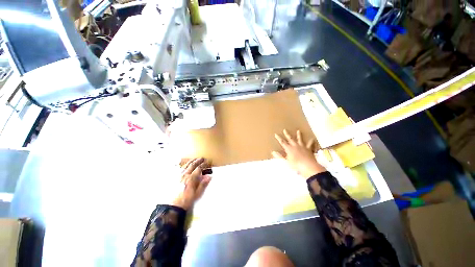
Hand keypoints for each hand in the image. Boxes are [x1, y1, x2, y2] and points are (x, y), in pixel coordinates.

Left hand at [172, 158, 211, 209]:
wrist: (172, 206)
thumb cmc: (186, 200)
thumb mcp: (197, 194)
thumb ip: (203, 184)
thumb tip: (209, 177)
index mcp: (191, 178)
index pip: (199, 168)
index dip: (204, 164)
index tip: (208, 162)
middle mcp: (185, 175)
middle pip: (192, 165)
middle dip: (198, 160)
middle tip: (202, 158)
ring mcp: (178, 176)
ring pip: (185, 165)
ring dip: (191, 161)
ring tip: (195, 159)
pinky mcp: (174, 178)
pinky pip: (179, 169)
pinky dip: (183, 165)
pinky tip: (184, 165)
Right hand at [272, 129, 325, 178]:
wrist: (308, 166)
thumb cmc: (296, 165)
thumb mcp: (286, 161)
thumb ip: (279, 156)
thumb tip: (273, 151)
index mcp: (289, 148)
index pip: (282, 142)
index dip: (278, 138)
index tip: (276, 134)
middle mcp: (295, 146)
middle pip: (290, 139)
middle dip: (287, 134)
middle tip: (285, 130)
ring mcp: (302, 147)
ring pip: (300, 139)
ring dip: (298, 135)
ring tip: (298, 131)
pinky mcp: (308, 149)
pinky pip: (310, 144)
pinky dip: (311, 142)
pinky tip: (312, 139)